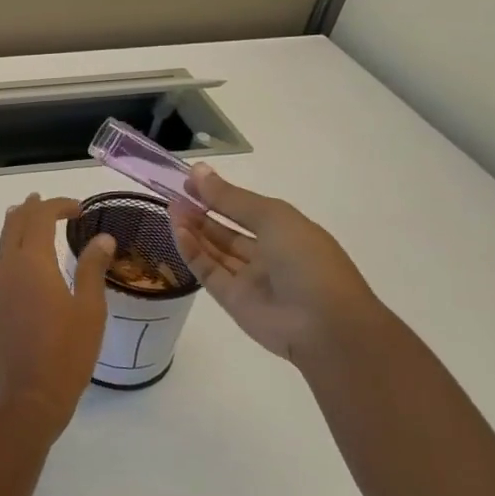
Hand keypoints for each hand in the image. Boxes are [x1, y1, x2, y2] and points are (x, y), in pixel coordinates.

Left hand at [0, 194, 115, 441]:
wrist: (27, 398)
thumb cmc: (66, 353)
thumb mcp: (90, 310)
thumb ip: (92, 268)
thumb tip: (102, 238)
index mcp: (31, 263)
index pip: (39, 217)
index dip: (58, 206)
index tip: (79, 209)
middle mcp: (5, 269)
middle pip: (13, 225)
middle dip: (30, 210)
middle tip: (45, 203)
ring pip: (3, 248)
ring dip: (18, 232)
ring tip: (32, 227)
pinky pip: (0, 271)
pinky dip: (13, 257)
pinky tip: (25, 271)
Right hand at [171, 166, 391, 369]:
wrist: (324, 325)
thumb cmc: (307, 260)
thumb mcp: (273, 217)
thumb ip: (231, 197)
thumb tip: (198, 170)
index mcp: (286, 232)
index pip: (245, 209)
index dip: (218, 194)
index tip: (189, 181)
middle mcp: (267, 254)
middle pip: (227, 230)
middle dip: (202, 211)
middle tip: (173, 194)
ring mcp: (248, 278)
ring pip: (214, 250)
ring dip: (193, 229)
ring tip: (170, 207)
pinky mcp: (231, 299)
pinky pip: (207, 271)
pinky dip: (192, 252)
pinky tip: (177, 231)